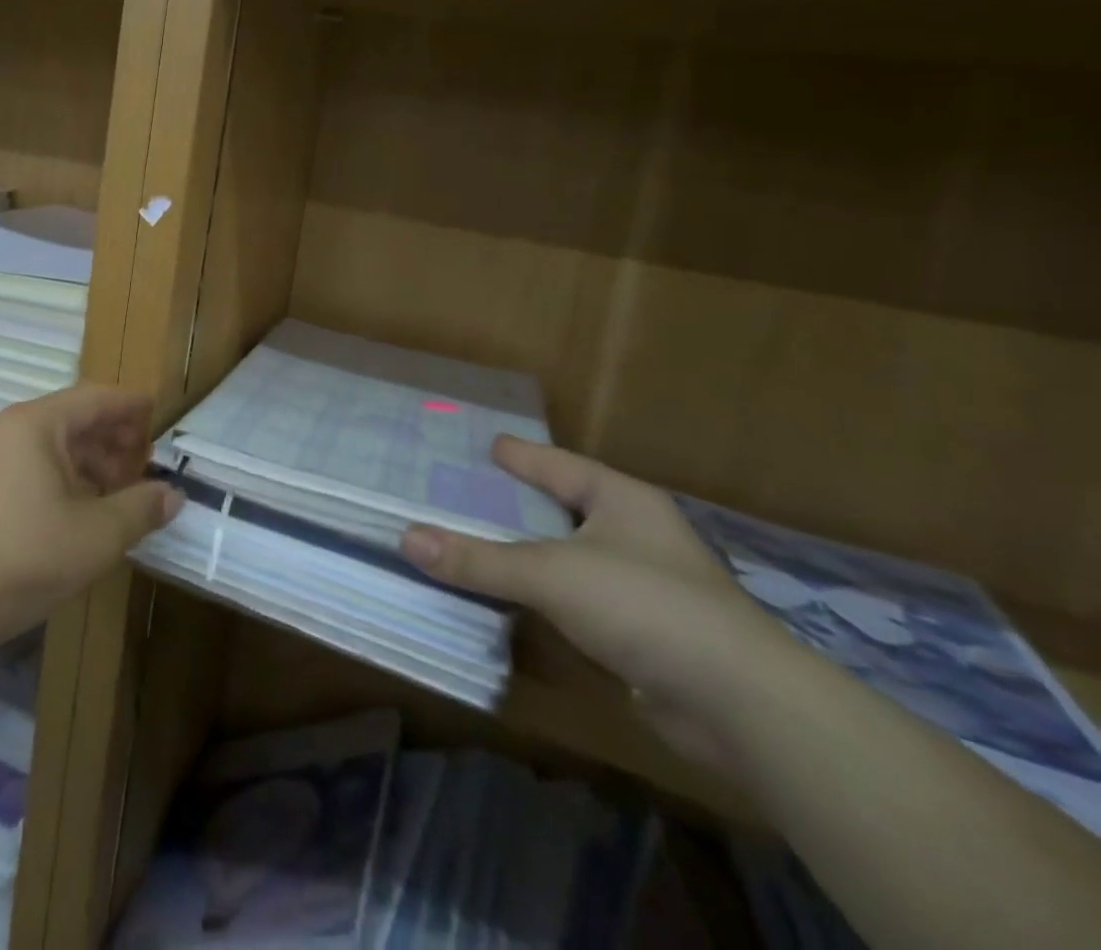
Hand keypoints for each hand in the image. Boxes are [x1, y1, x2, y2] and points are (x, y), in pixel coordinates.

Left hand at [0, 385, 181, 647]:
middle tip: (149, 460)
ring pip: (56, 447)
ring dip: (94, 462)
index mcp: (37, 424)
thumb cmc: (25, 556)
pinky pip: (38, 468)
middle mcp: (12, 430)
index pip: (96, 398)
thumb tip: (172, 495)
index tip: (161, 412)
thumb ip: (140, 508)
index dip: (131, 406)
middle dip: (115, 438)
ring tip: (126, 489)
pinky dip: (70, 480)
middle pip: (76, 419)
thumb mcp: (97, 534)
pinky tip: (90, 508)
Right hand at [400, 438, 796, 771]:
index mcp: (622, 500)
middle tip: (465, 492)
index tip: (486, 444)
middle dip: (518, 502)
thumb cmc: (645, 606)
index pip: (559, 465)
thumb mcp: (551, 574)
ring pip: (571, 557)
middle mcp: (637, 534)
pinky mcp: (647, 634)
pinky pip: (579, 601)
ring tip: (478, 541)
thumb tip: (406, 538)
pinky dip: (546, 597)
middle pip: (564, 508)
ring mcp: (646, 585)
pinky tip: (514, 600)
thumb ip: (479, 559)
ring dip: (529, 553)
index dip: (521, 454)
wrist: (744, 707)